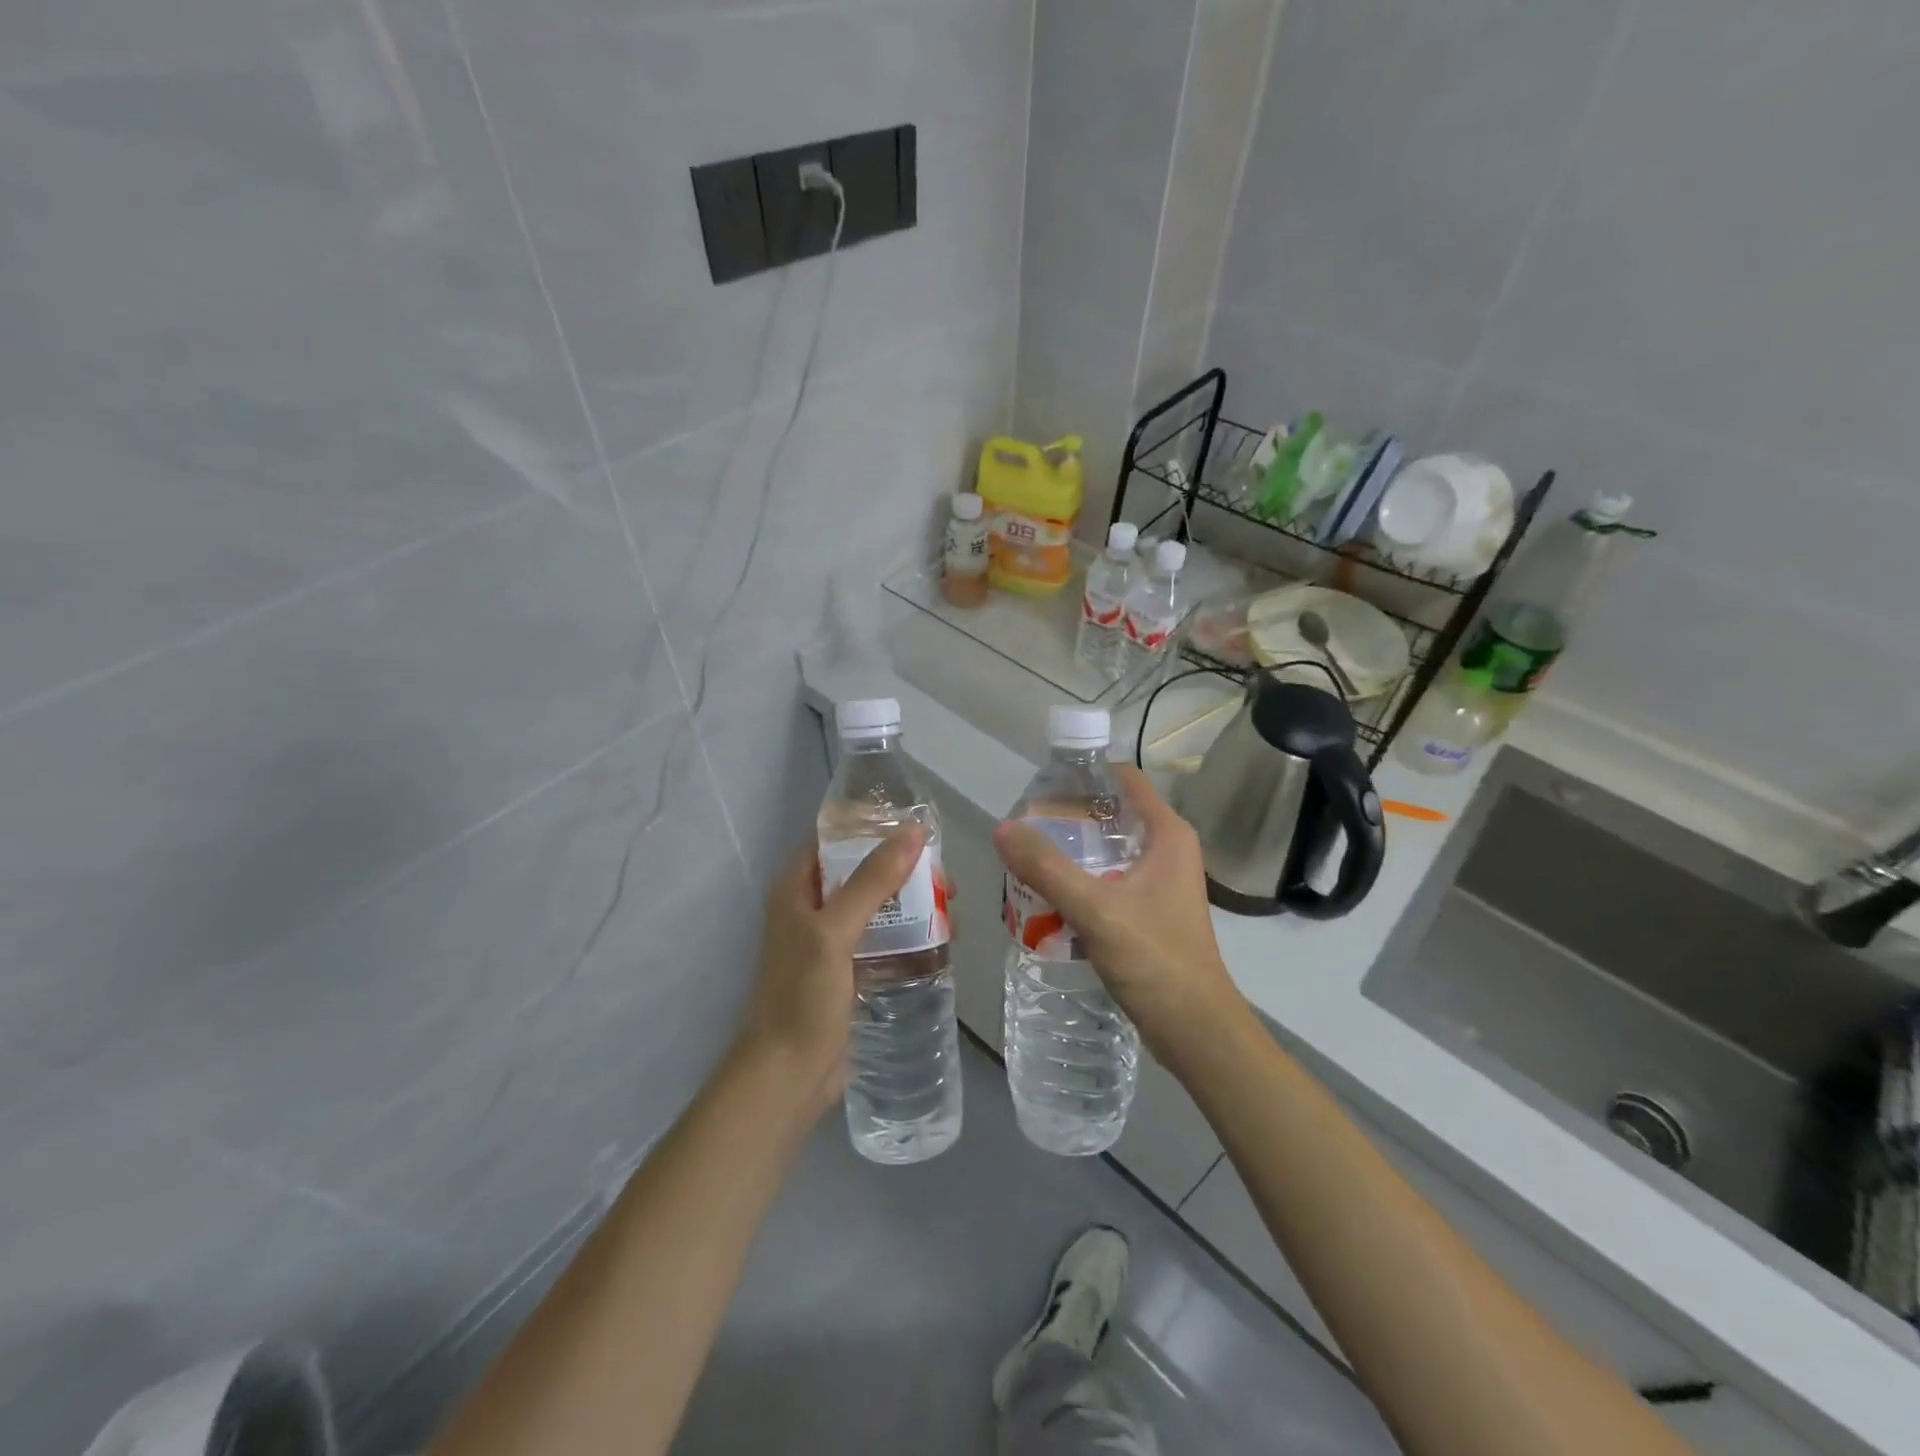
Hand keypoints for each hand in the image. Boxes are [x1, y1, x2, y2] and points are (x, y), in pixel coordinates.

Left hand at [731, 825, 927, 1119]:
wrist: (786, 1077)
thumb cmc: (802, 997)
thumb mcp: (835, 932)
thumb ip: (873, 880)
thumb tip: (913, 831)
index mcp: (795, 888)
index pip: (833, 838)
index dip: (870, 825)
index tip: (915, 825)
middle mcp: (809, 908)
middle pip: (859, 870)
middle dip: (900, 867)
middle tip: (943, 875)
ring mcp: (827, 942)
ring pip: (874, 906)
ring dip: (909, 902)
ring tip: (949, 907)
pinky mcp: (845, 972)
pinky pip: (880, 939)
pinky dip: (906, 934)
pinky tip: (939, 940)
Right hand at [992, 765, 1246, 1064]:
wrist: (1195, 1029)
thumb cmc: (1155, 959)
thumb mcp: (1095, 909)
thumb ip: (1047, 868)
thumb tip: (1002, 828)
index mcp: (1167, 834)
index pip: (1123, 780)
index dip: (1084, 776)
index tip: (1041, 786)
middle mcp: (1168, 850)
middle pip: (1111, 815)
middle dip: (1068, 819)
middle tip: (1024, 828)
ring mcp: (1160, 882)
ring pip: (1108, 851)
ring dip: (1072, 853)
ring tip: (1028, 858)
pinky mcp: (1151, 911)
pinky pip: (1109, 881)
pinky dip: (1081, 881)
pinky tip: (1049, 896)